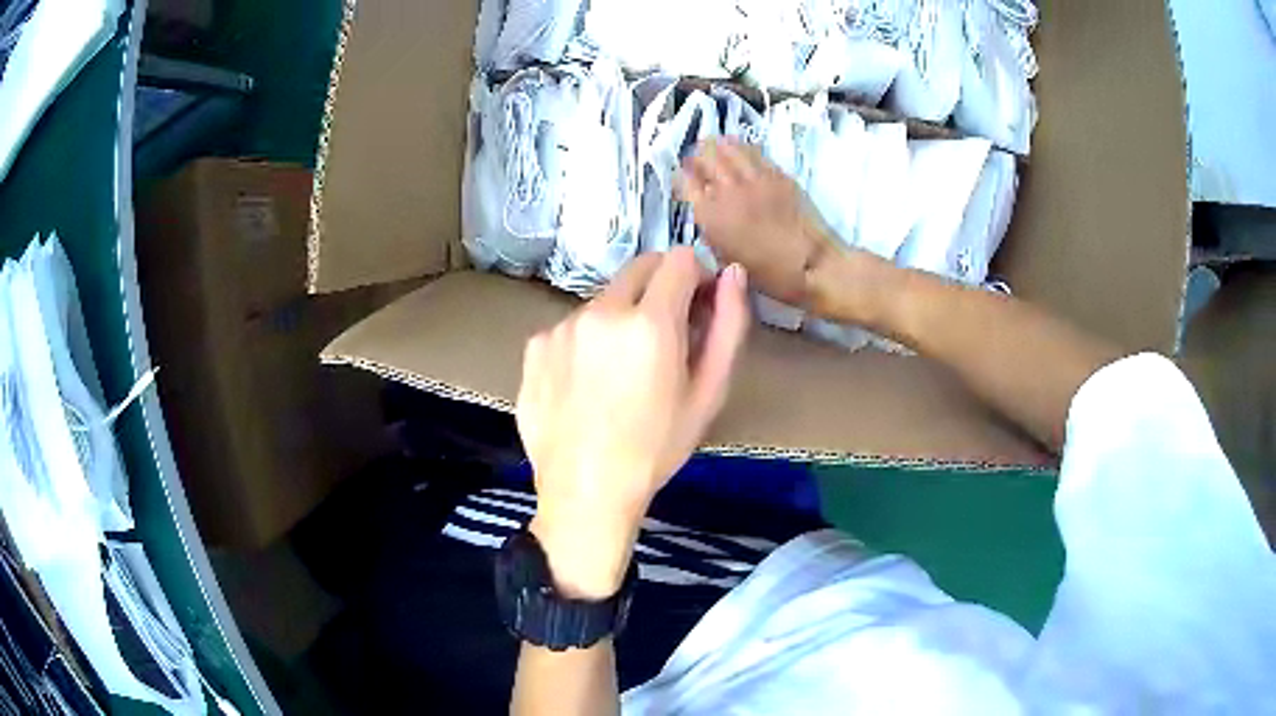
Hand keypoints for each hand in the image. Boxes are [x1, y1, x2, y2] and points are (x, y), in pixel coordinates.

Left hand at [519, 248, 750, 597]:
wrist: (585, 492)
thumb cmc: (656, 449)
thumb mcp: (707, 393)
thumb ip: (728, 326)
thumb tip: (732, 273)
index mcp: (649, 322)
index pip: (678, 258)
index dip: (695, 278)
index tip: (696, 307)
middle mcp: (600, 311)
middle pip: (638, 268)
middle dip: (658, 289)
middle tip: (661, 340)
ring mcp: (561, 326)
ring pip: (603, 300)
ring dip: (619, 319)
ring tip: (618, 375)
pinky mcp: (534, 345)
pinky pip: (570, 327)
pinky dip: (584, 343)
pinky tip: (584, 386)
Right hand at [679, 138, 835, 306]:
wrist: (812, 265)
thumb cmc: (767, 273)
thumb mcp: (724, 257)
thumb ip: (710, 228)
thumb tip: (705, 208)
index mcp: (710, 214)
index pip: (685, 181)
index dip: (681, 177)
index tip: (684, 179)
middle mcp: (727, 189)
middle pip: (703, 157)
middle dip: (696, 157)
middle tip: (697, 160)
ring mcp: (754, 178)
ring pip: (728, 147)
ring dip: (718, 146)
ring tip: (716, 147)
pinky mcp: (777, 174)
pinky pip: (754, 152)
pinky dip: (742, 148)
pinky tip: (741, 152)